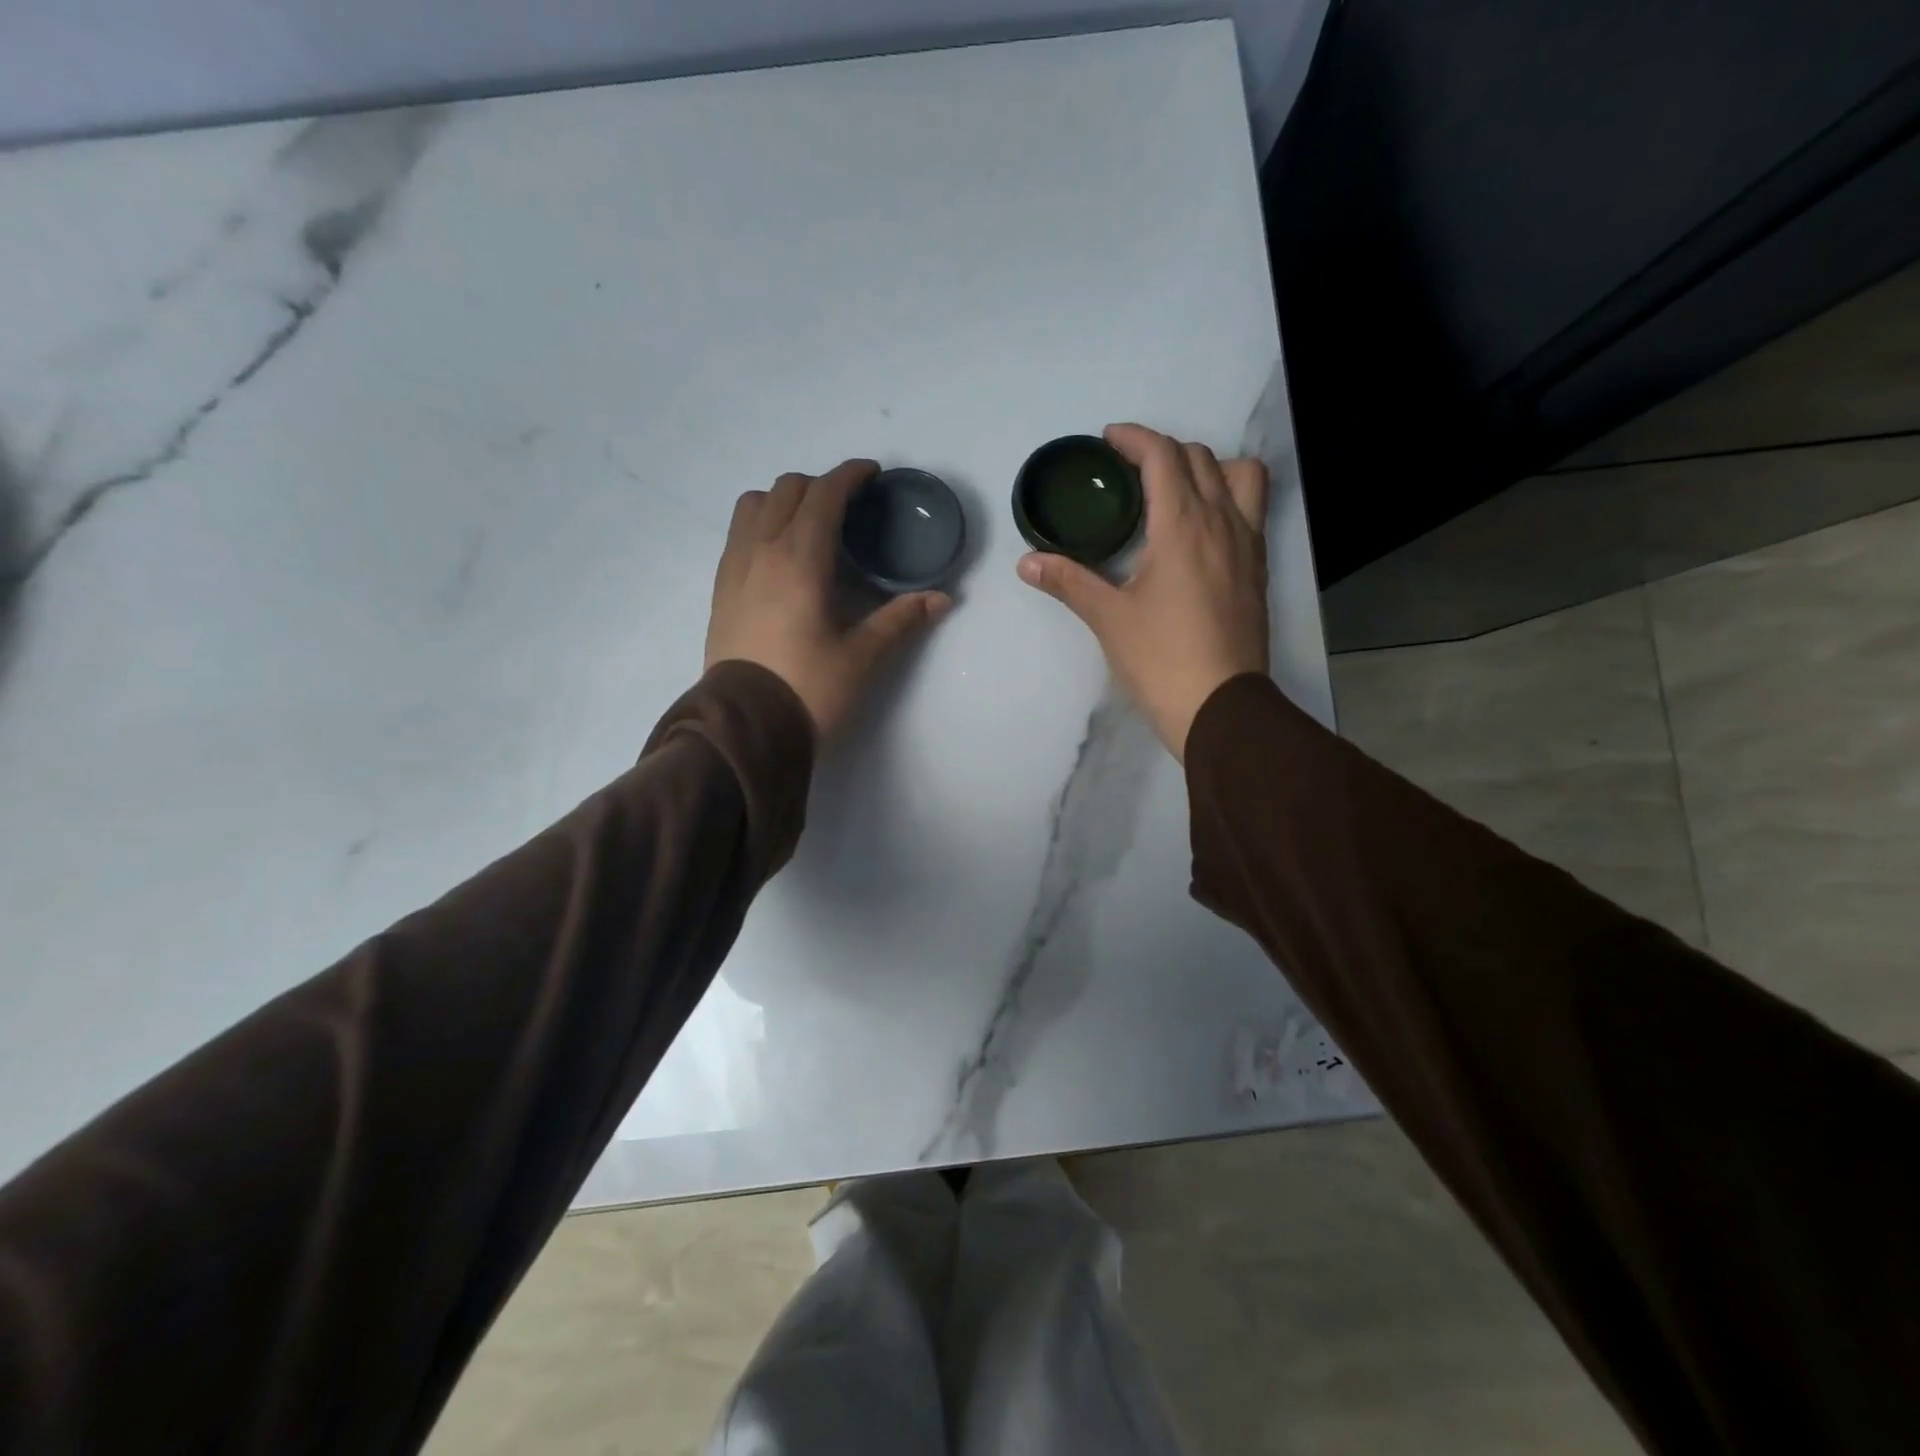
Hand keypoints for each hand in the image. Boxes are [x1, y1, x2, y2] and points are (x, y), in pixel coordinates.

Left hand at [707, 459, 950, 741]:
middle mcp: (762, 550)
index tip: (871, 474)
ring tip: (808, 524)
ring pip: (753, 505)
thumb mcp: (862, 656)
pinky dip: (761, 524)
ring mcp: (734, 567)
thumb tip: (942, 599)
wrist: (746, 725)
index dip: (850, 475)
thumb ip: (901, 620)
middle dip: (820, 485)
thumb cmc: (808, 688)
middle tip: (848, 507)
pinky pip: (738, 533)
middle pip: (787, 489)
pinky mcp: (721, 589)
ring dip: (784, 500)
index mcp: (800, 559)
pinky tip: (780, 555)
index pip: (824, 494)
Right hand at [1017, 424, 1268, 760]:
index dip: (1135, 438)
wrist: (1220, 706)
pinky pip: (1251, 509)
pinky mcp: (1258, 569)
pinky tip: (1201, 530)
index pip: (1164, 456)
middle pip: (1201, 458)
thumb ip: (1069, 581)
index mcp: (1183, 525)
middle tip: (1130, 469)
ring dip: (1208, 467)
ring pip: (1240, 476)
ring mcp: (1248, 545)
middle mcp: (1222, 522)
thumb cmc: (1161, 659)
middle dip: (1164, 450)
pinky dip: (1227, 497)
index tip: (1109, 440)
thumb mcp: (1108, 618)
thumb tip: (1027, 562)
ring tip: (1177, 490)